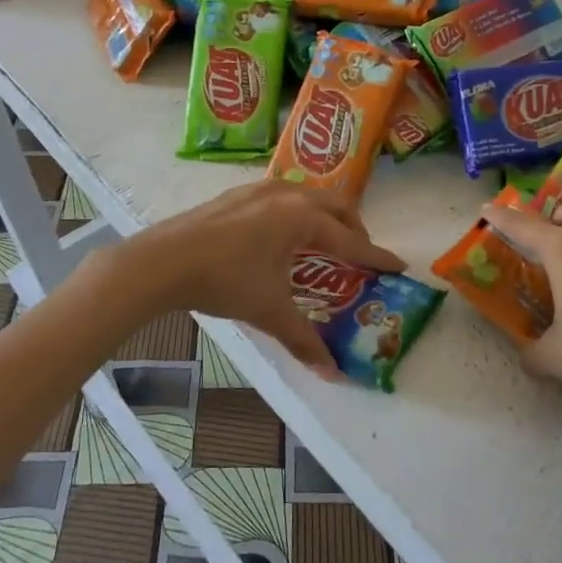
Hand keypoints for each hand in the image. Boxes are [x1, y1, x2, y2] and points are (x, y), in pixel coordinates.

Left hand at [101, 182, 405, 377]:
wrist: (162, 261)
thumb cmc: (224, 281)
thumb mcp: (269, 311)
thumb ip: (303, 339)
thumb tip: (332, 372)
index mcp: (303, 219)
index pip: (351, 240)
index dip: (376, 256)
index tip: (399, 265)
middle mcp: (288, 195)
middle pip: (336, 206)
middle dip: (354, 228)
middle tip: (359, 254)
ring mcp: (260, 190)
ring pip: (308, 196)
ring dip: (325, 216)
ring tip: (325, 242)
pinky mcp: (237, 194)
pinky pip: (283, 196)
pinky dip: (298, 212)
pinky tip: (281, 233)